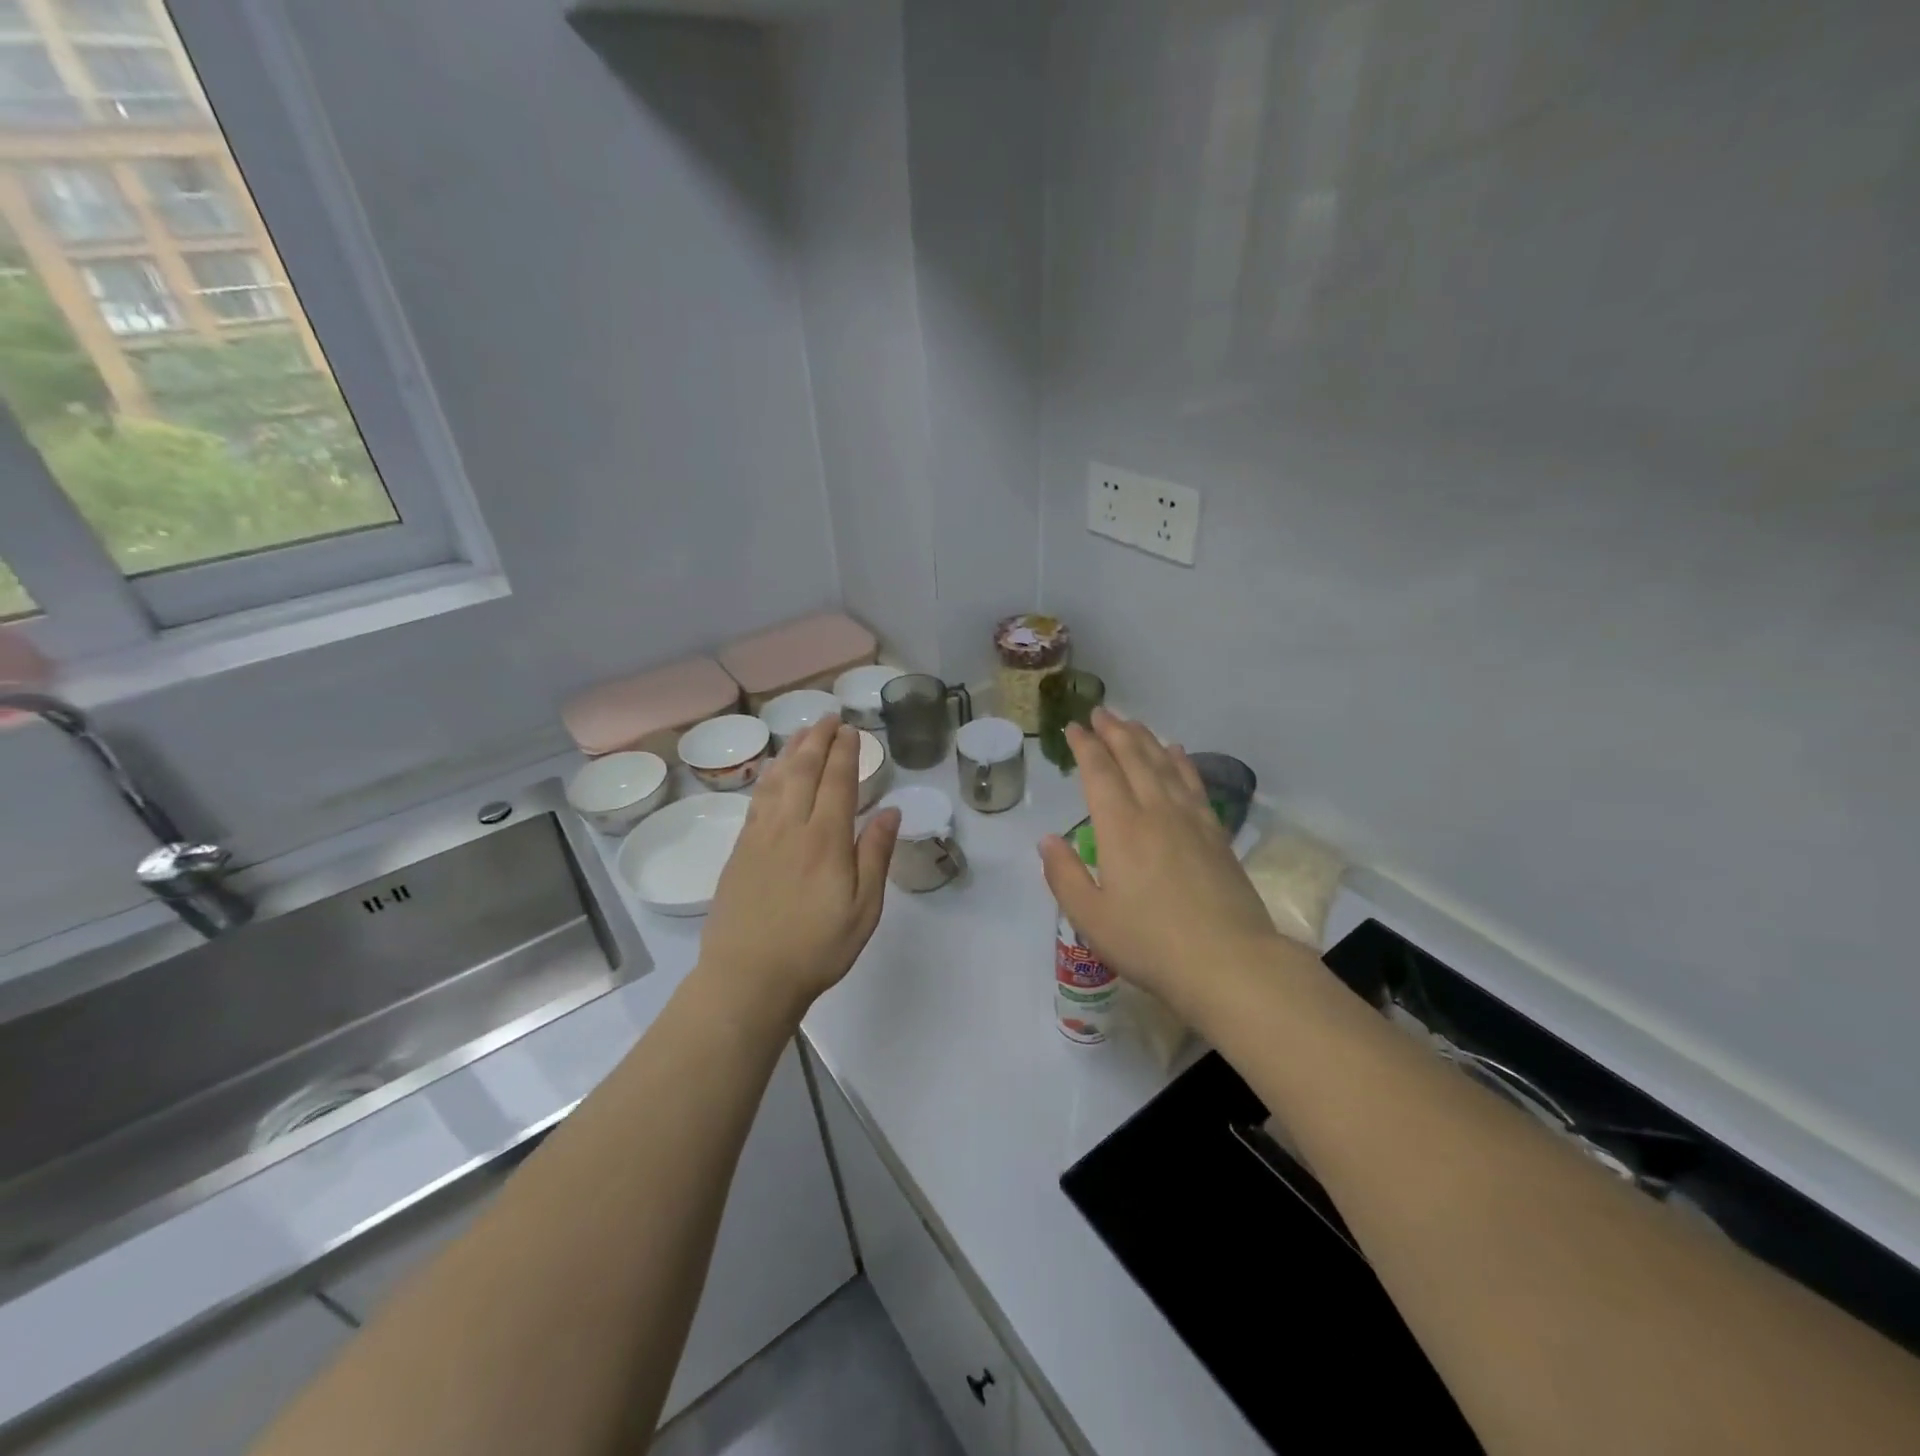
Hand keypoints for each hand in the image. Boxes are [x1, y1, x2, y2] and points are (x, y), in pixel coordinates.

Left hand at [698, 719, 900, 1022]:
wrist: (748, 978)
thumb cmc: (816, 948)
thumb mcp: (864, 909)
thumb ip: (875, 855)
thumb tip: (890, 810)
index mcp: (825, 840)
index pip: (837, 782)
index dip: (845, 752)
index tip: (851, 729)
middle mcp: (790, 827)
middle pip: (803, 771)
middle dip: (817, 739)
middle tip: (827, 717)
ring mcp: (760, 837)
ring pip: (776, 780)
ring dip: (791, 752)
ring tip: (802, 733)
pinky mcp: (739, 851)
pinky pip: (756, 800)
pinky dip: (769, 777)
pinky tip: (773, 774)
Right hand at [1039, 709, 1279, 1012]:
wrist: (1229, 962)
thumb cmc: (1150, 943)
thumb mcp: (1090, 918)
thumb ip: (1064, 875)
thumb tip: (1048, 839)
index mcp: (1120, 828)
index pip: (1099, 773)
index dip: (1086, 747)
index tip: (1075, 727)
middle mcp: (1155, 811)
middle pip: (1134, 758)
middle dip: (1115, 731)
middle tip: (1101, 712)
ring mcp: (1191, 820)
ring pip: (1165, 764)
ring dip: (1146, 739)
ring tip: (1133, 722)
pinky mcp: (1216, 834)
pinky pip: (1195, 784)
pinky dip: (1182, 762)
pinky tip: (1178, 752)